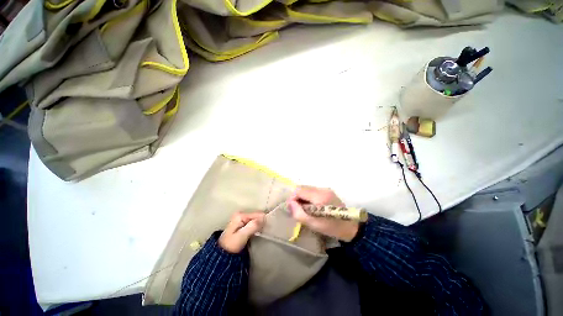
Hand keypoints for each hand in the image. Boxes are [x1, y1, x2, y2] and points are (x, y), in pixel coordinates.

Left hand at [219, 212, 264, 252]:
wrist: (222, 256)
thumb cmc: (231, 245)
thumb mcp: (242, 236)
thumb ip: (252, 226)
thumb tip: (264, 218)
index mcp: (240, 215)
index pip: (257, 214)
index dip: (263, 220)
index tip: (267, 228)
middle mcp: (241, 214)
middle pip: (257, 216)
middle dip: (261, 222)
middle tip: (265, 231)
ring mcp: (241, 219)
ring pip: (256, 220)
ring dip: (260, 225)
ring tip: (263, 232)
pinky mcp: (242, 224)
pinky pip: (253, 223)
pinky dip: (257, 227)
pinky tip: (258, 232)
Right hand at [287, 186, 358, 241]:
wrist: (350, 227)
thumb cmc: (331, 227)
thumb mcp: (313, 224)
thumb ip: (299, 213)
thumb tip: (289, 203)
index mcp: (320, 196)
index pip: (299, 190)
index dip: (293, 198)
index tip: (292, 208)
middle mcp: (322, 189)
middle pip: (302, 188)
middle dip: (297, 197)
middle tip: (298, 209)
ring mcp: (325, 189)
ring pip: (307, 188)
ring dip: (302, 197)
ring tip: (305, 209)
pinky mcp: (327, 191)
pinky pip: (312, 191)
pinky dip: (308, 197)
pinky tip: (311, 206)